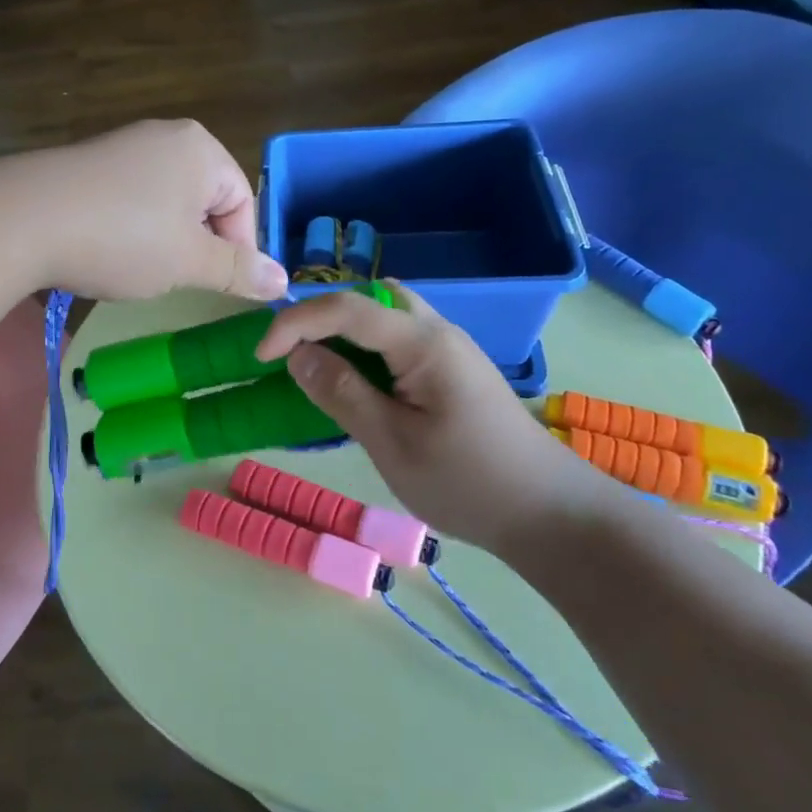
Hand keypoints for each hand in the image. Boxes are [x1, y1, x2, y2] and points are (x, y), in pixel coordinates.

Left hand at [0, 120, 288, 302]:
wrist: (19, 219)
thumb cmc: (121, 238)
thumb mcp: (187, 261)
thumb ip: (237, 271)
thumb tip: (283, 281)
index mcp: (201, 150)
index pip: (242, 204)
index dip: (238, 251)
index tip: (217, 287)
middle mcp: (166, 136)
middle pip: (205, 200)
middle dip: (198, 244)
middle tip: (177, 278)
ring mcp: (123, 145)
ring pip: (166, 202)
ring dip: (164, 240)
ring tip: (140, 268)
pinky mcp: (89, 163)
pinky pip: (130, 198)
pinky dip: (130, 228)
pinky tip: (108, 250)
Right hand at [255, 283, 603, 551]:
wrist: (549, 514)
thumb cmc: (468, 483)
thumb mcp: (393, 444)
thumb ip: (342, 393)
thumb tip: (297, 356)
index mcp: (423, 342)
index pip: (347, 308)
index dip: (296, 323)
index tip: (261, 356)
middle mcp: (438, 331)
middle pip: (371, 297)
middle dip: (323, 314)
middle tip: (292, 351)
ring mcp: (450, 349)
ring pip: (387, 315)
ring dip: (346, 329)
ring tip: (318, 364)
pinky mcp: (454, 370)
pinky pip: (400, 339)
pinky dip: (367, 348)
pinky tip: (358, 382)